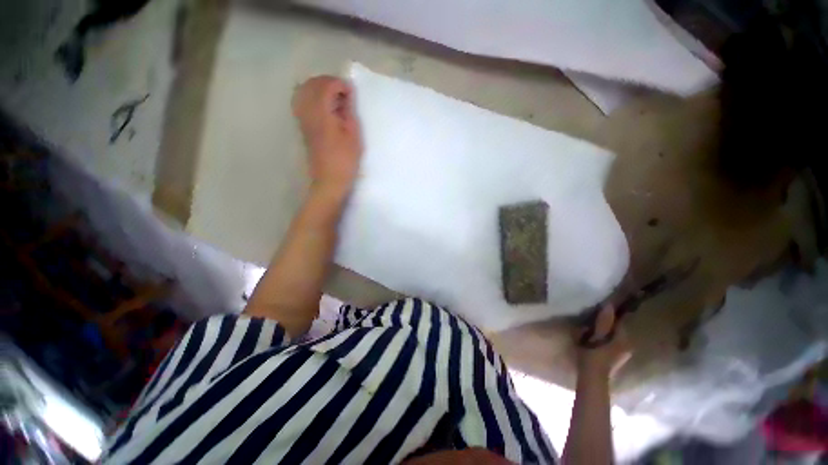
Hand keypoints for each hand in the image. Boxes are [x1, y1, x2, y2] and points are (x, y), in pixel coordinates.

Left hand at [293, 76, 363, 196]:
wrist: (329, 180)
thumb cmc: (346, 160)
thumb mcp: (354, 136)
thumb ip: (349, 112)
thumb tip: (347, 94)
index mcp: (322, 114)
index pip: (325, 86)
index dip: (339, 84)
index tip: (351, 93)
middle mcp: (308, 113)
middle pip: (312, 85)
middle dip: (328, 82)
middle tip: (343, 93)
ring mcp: (302, 120)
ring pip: (303, 91)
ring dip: (318, 88)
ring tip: (333, 97)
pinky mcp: (302, 127)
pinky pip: (301, 102)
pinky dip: (311, 97)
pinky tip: (322, 105)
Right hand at [575, 305, 631, 377]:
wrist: (592, 378)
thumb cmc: (594, 354)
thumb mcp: (596, 335)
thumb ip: (603, 322)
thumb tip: (609, 305)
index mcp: (623, 339)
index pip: (620, 322)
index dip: (612, 315)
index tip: (602, 308)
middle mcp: (627, 346)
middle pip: (617, 331)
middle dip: (609, 324)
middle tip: (595, 318)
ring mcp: (622, 355)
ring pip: (615, 338)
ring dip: (606, 333)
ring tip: (593, 329)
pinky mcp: (615, 361)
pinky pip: (611, 345)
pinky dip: (605, 341)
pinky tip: (595, 341)